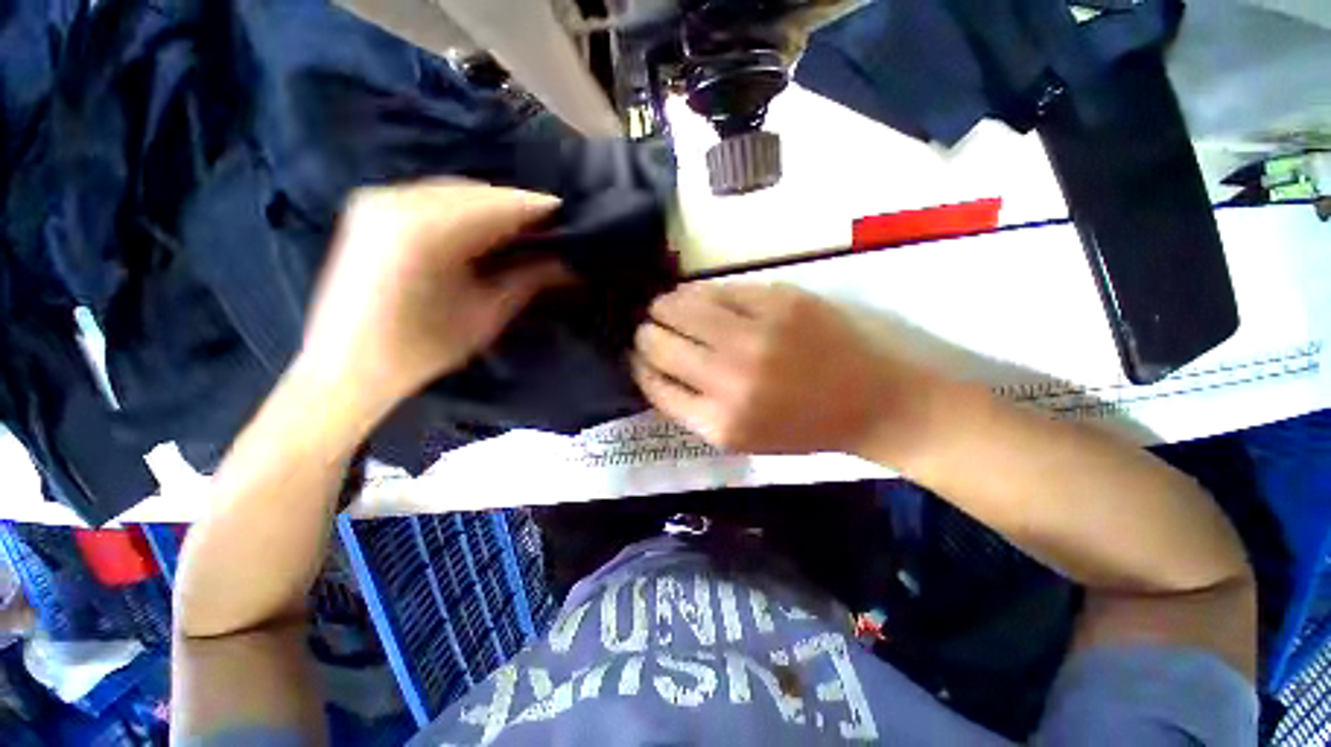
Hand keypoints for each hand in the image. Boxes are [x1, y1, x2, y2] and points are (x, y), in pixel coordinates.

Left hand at [300, 181, 568, 413]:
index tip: (565, 214)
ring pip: (453, 192)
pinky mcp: (370, 209)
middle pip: (475, 193)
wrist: (348, 365)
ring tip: (520, 229)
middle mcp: (399, 202)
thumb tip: (566, 263)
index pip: (497, 206)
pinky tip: (481, 229)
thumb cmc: (423, 348)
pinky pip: (430, 197)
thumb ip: (528, 280)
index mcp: (428, 232)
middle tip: (547, 227)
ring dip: (490, 208)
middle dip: (514, 207)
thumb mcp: (486, 315)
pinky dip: (462, 209)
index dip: (535, 208)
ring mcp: (379, 200)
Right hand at [632, 283, 942, 456]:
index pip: (651, 381)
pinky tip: (701, 300)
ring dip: (665, 308)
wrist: (871, 401)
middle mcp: (730, 376)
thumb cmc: (800, 427)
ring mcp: (756, 332)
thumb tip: (649, 368)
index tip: (638, 356)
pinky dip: (699, 294)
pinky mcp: (779, 299)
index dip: (638, 364)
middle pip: (655, 339)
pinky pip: (716, 288)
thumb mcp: (738, 437)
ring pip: (677, 304)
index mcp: (720, 420)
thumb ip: (689, 407)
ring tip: (669, 310)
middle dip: (645, 335)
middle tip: (652, 331)